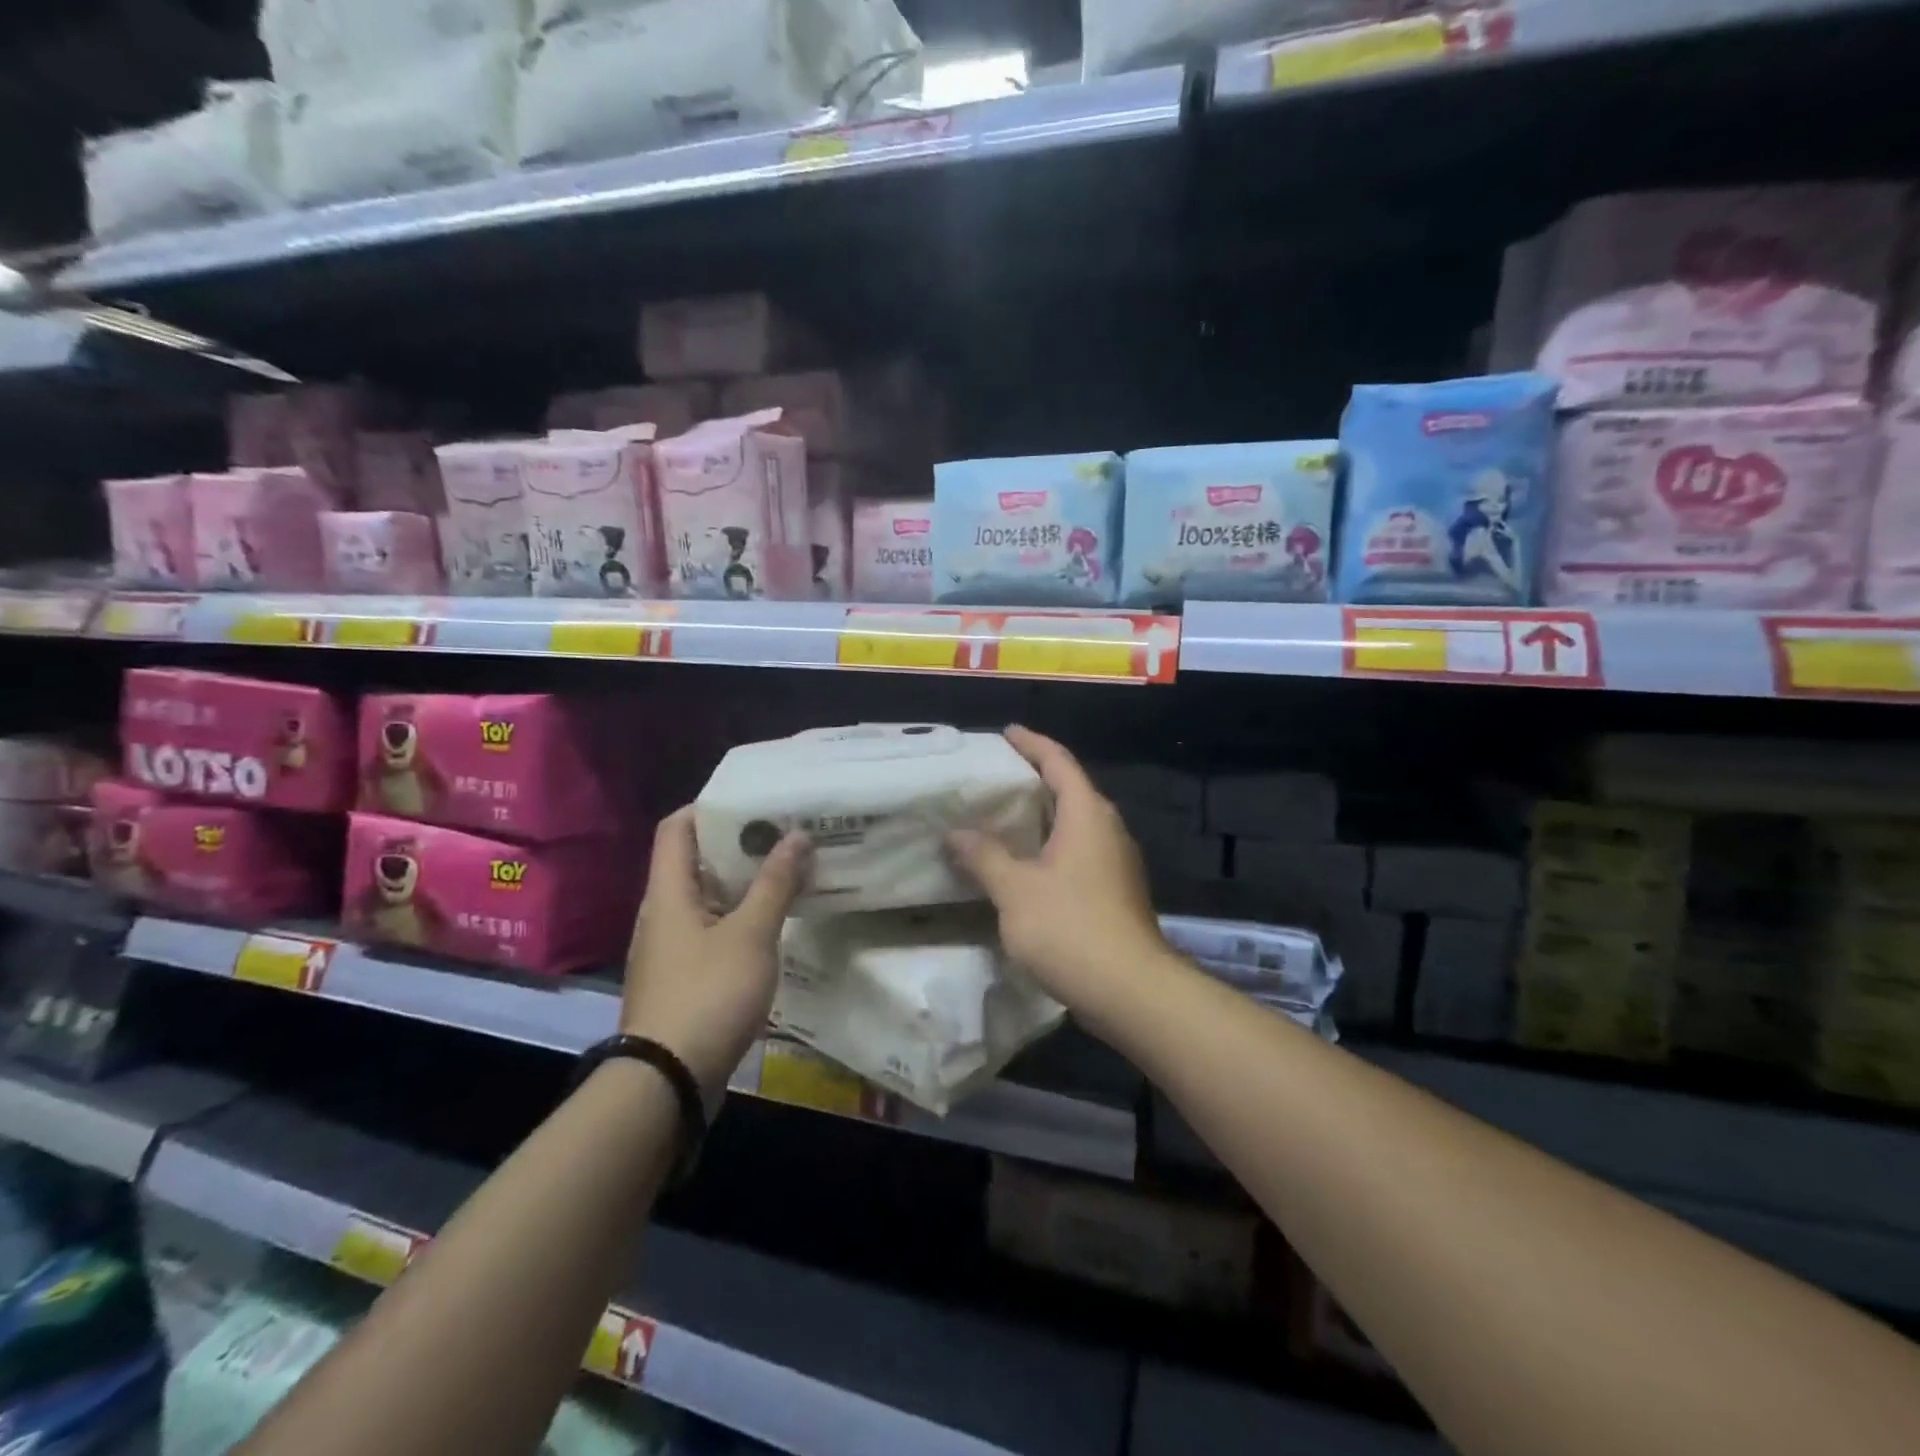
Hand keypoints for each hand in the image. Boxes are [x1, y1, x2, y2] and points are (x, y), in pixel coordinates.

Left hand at [623, 807, 808, 1096]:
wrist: (667, 1082)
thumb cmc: (708, 994)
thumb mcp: (751, 935)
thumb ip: (775, 884)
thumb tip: (797, 835)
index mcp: (668, 893)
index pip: (677, 828)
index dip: (709, 807)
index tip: (753, 801)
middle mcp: (662, 914)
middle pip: (695, 862)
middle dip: (739, 845)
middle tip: (785, 834)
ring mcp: (670, 949)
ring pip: (707, 899)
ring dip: (744, 884)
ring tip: (788, 872)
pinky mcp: (682, 978)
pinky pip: (711, 931)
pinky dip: (740, 918)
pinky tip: (774, 925)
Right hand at [949, 726, 1169, 1019]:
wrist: (1131, 990)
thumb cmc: (1070, 927)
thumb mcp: (1015, 890)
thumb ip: (984, 856)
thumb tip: (956, 833)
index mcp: (1087, 814)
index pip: (1058, 762)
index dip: (1032, 744)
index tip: (1006, 733)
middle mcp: (1107, 829)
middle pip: (1069, 790)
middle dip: (1034, 779)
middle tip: (995, 778)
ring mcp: (1116, 862)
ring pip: (1075, 824)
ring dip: (1042, 817)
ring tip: (1002, 819)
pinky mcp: (1116, 891)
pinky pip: (1078, 852)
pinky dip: (1050, 847)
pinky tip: (1025, 866)